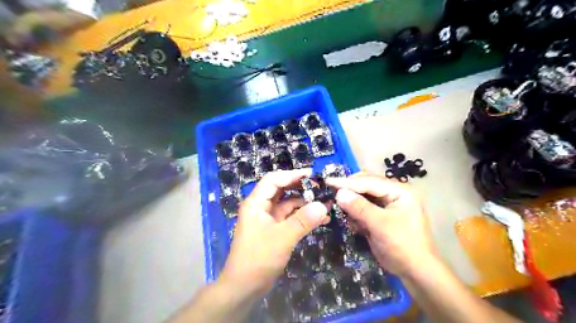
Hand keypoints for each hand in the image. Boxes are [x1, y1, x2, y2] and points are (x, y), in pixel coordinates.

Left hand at [220, 169, 330, 297]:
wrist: (244, 287)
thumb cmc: (258, 258)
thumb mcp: (282, 238)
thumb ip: (303, 220)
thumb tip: (324, 205)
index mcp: (256, 203)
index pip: (273, 180)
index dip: (292, 174)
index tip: (312, 174)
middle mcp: (260, 207)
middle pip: (281, 190)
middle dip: (300, 187)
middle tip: (320, 187)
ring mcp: (267, 219)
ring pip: (287, 204)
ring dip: (304, 203)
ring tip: (325, 203)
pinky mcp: (274, 230)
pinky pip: (290, 218)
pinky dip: (303, 217)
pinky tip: (320, 219)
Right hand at [326, 175, 434, 276]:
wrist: (415, 271)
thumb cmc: (402, 245)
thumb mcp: (380, 225)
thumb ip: (359, 207)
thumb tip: (339, 193)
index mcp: (399, 191)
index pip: (369, 181)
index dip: (347, 182)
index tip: (328, 181)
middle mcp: (394, 193)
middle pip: (366, 185)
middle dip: (350, 191)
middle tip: (332, 194)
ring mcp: (387, 204)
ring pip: (363, 197)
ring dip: (352, 204)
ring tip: (345, 213)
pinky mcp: (381, 215)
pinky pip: (364, 208)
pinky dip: (356, 214)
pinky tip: (356, 225)